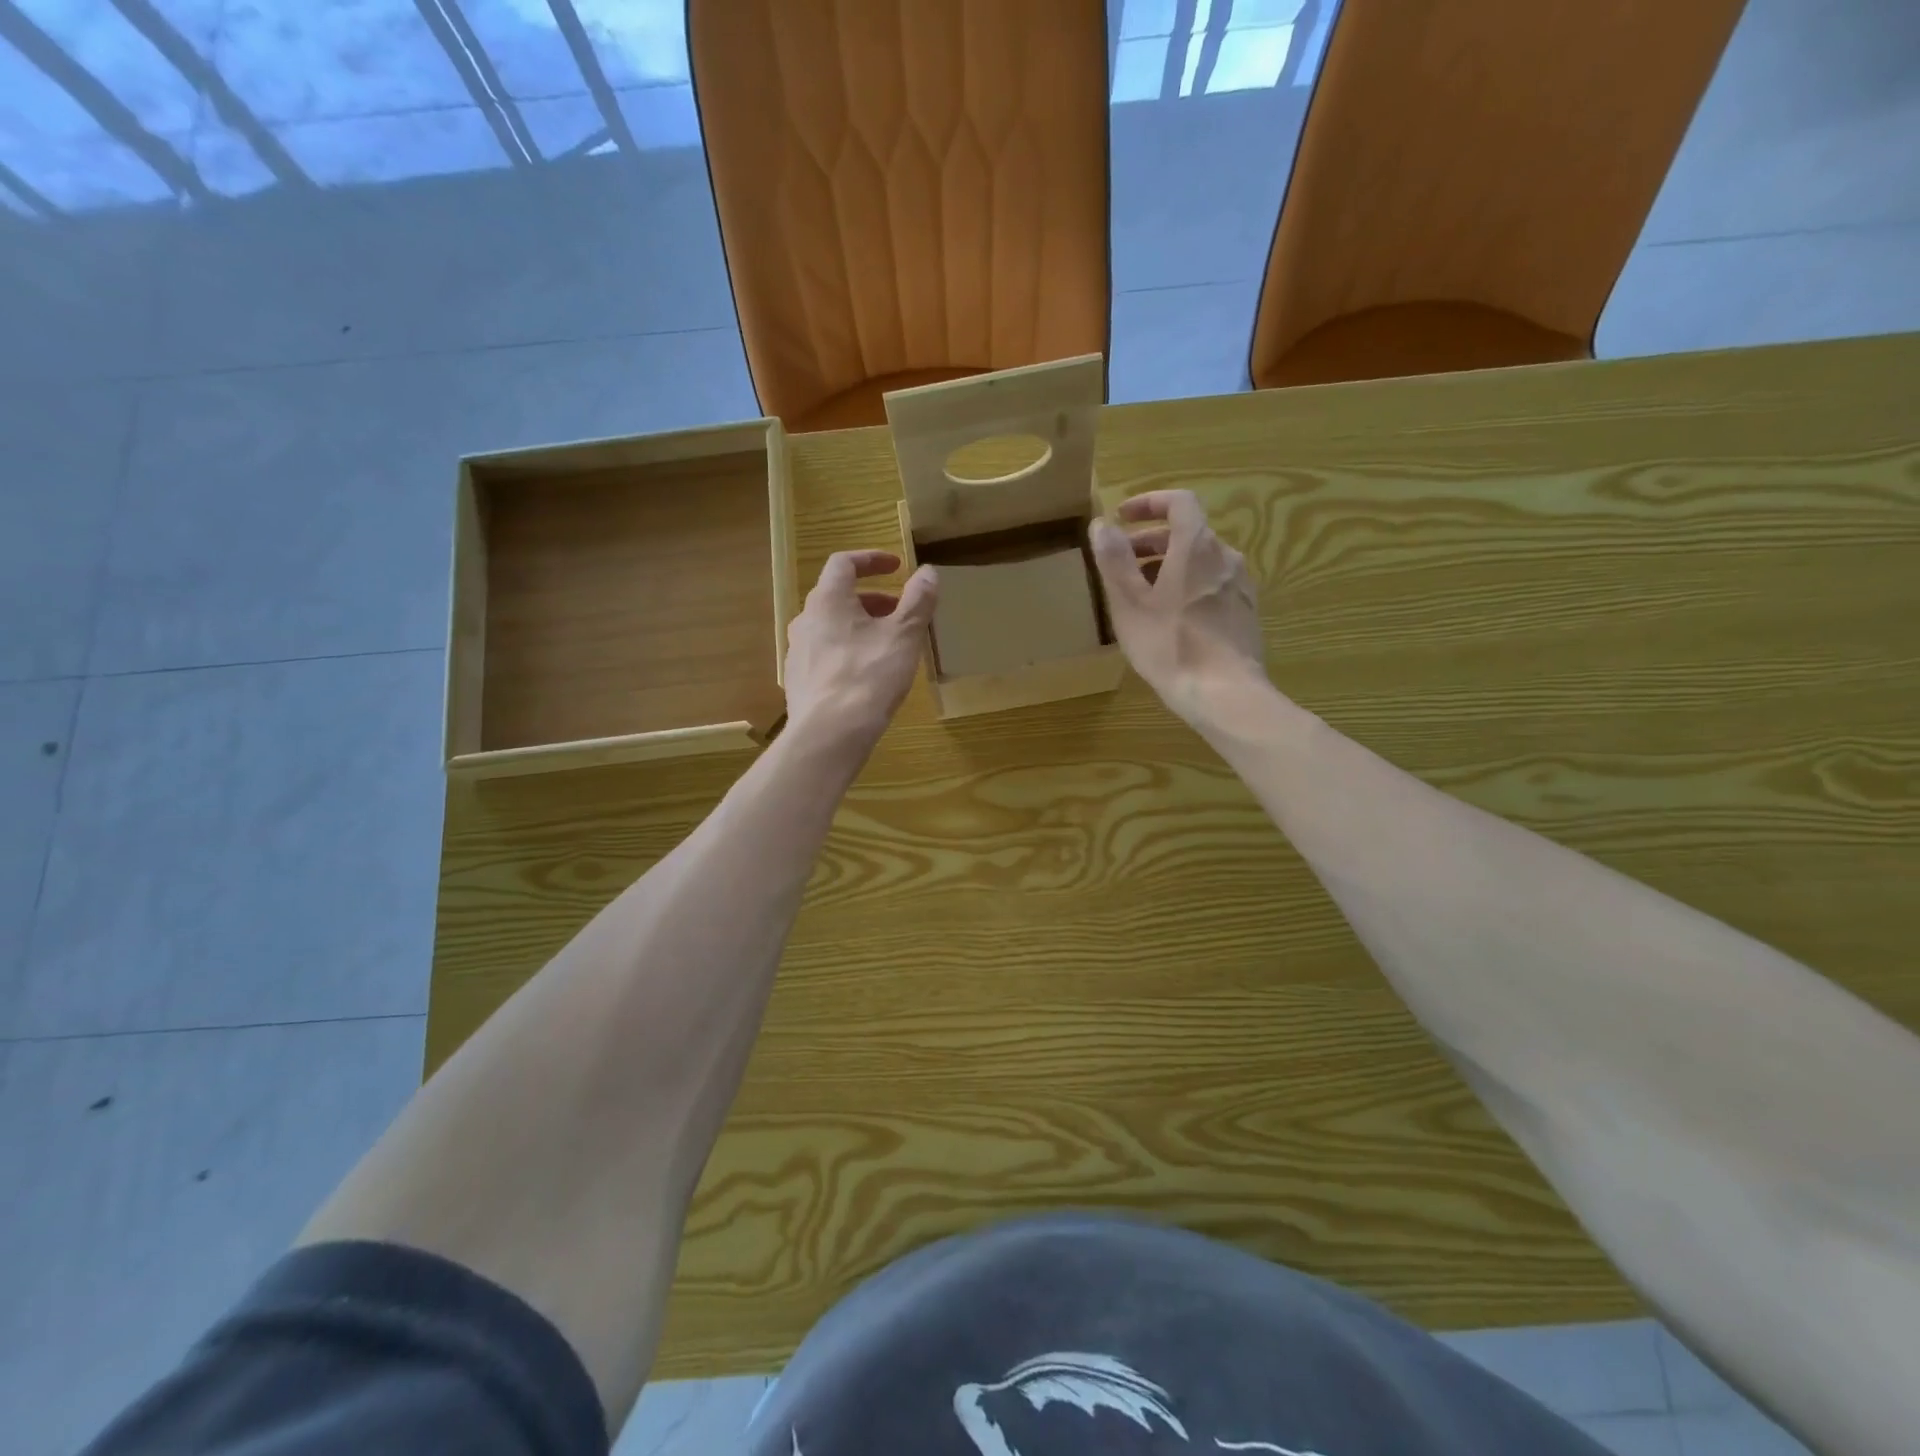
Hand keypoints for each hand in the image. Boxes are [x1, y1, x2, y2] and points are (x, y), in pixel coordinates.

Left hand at [784, 549, 937, 748]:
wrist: (830, 734)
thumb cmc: (869, 676)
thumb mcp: (904, 636)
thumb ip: (918, 601)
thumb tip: (928, 571)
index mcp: (827, 600)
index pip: (844, 563)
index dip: (871, 559)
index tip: (896, 566)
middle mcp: (805, 619)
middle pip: (838, 596)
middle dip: (872, 599)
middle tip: (900, 613)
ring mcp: (797, 651)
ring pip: (831, 627)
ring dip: (859, 626)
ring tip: (887, 645)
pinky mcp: (798, 680)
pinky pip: (825, 653)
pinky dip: (847, 650)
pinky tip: (866, 675)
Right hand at [1089, 490, 1266, 729]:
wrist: (1224, 693)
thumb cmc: (1170, 645)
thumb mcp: (1130, 603)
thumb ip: (1114, 560)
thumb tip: (1102, 524)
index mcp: (1196, 546)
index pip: (1179, 502)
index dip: (1149, 503)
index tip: (1122, 517)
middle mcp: (1225, 557)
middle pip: (1188, 533)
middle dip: (1151, 541)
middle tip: (1121, 562)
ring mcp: (1240, 585)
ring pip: (1200, 561)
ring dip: (1168, 565)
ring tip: (1142, 594)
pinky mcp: (1245, 612)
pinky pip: (1212, 585)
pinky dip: (1188, 586)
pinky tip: (1171, 618)